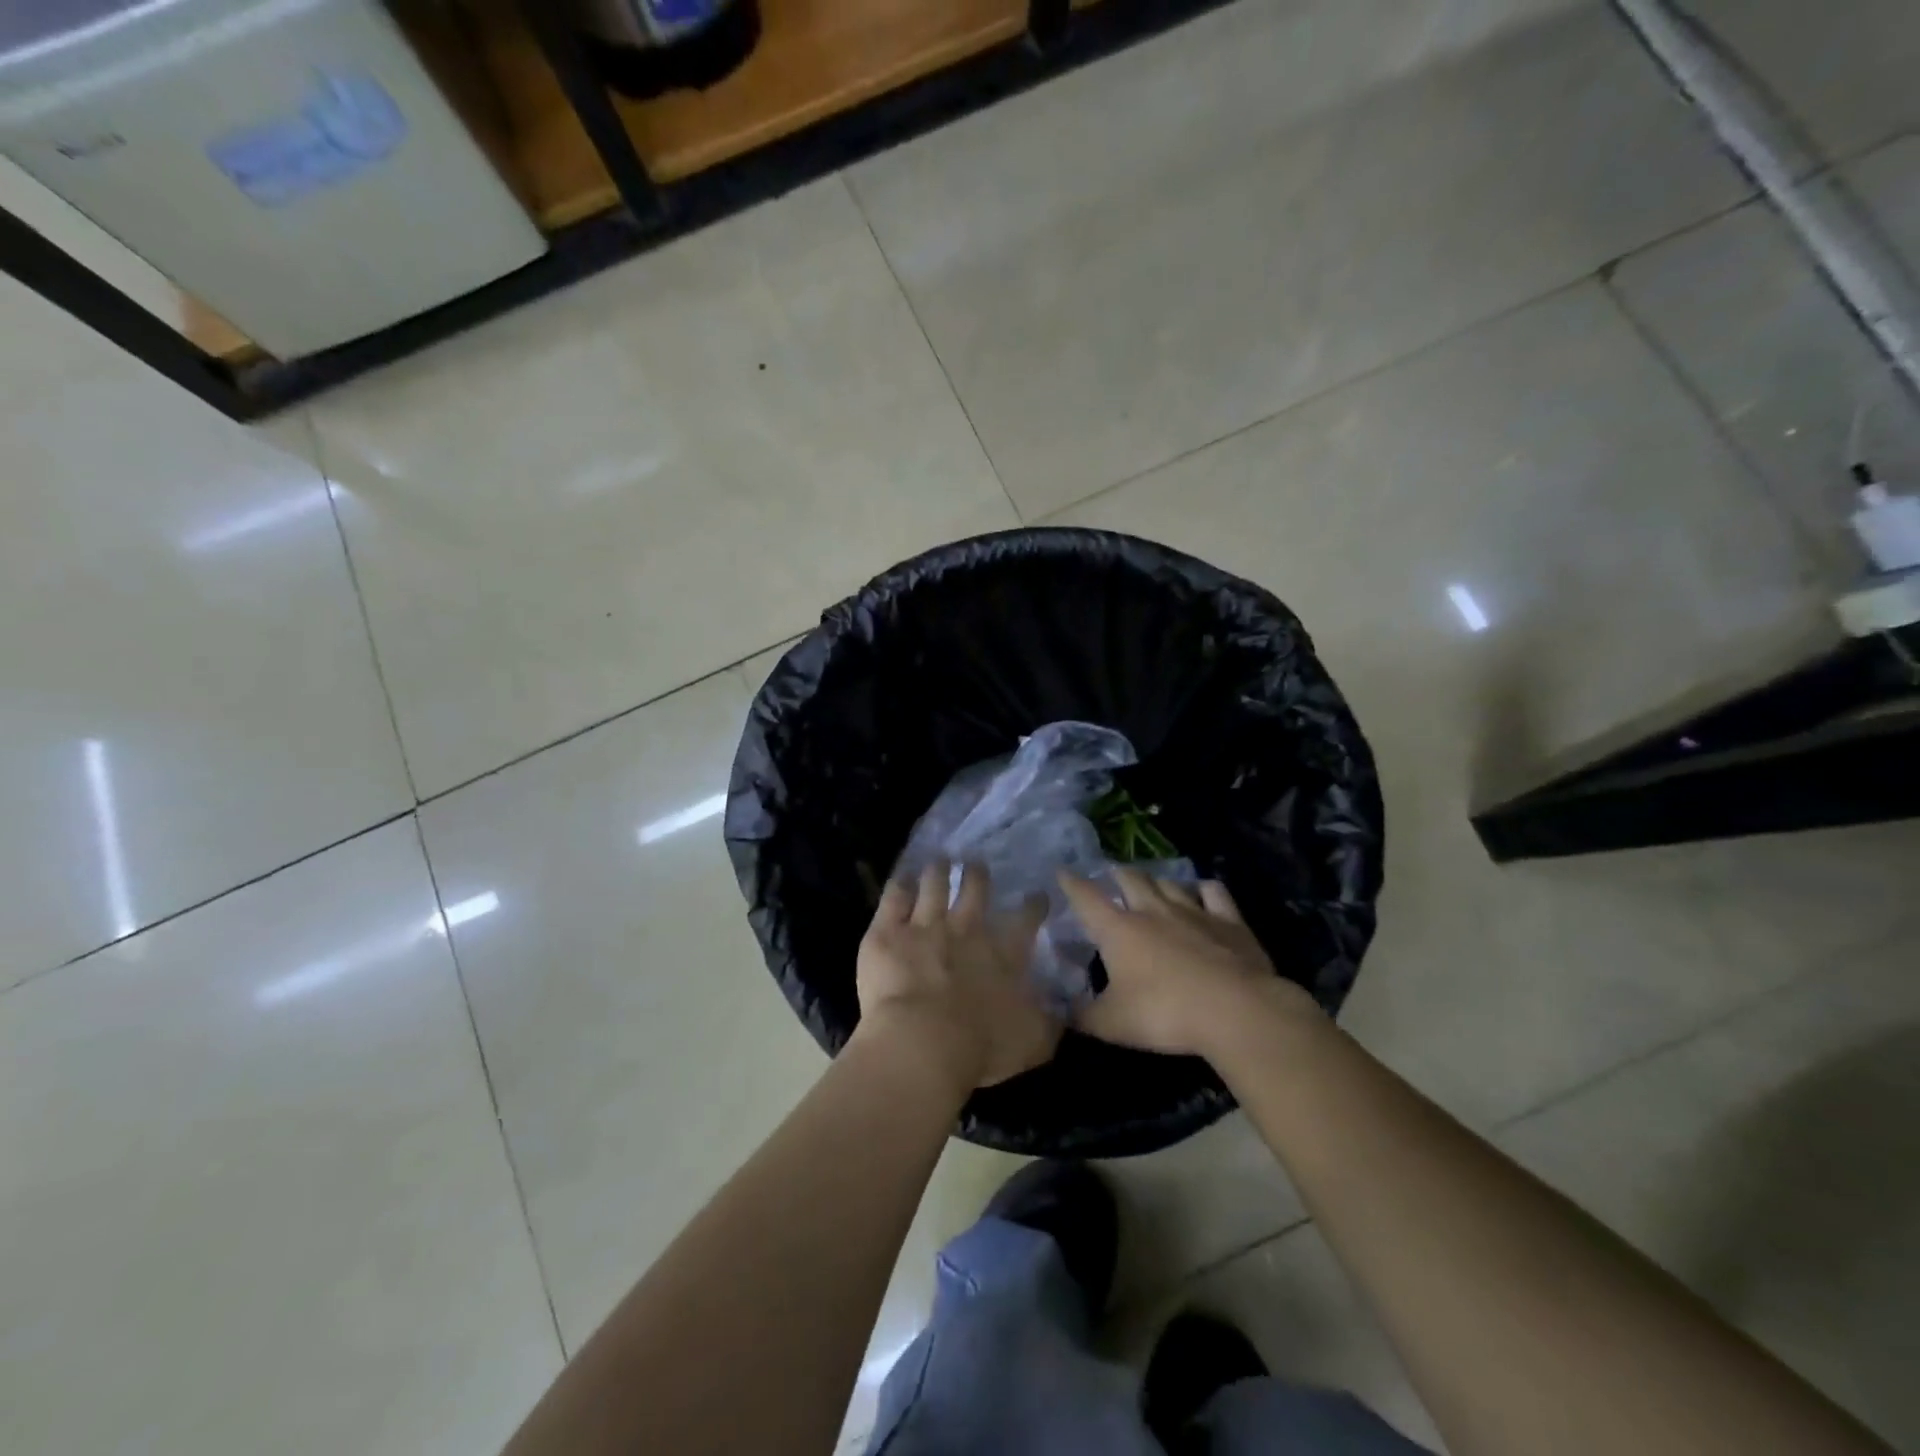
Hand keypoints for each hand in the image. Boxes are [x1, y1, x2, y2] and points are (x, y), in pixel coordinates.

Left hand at [855, 861, 1061, 1092]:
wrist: (922, 1042)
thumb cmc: (981, 1048)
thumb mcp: (1032, 1043)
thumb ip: (1049, 1026)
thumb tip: (1065, 1014)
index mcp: (1003, 957)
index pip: (1024, 923)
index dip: (1032, 906)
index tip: (1037, 895)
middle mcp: (966, 930)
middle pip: (974, 890)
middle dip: (977, 874)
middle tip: (976, 864)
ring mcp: (925, 925)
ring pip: (934, 884)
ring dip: (938, 870)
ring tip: (939, 860)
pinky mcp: (888, 930)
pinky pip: (894, 896)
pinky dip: (900, 884)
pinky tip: (902, 877)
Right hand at [1059, 866, 1318, 1058]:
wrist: (1236, 1010)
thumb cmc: (1164, 1013)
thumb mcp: (1112, 1024)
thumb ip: (1082, 1015)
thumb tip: (1060, 1009)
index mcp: (1118, 929)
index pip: (1086, 897)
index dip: (1071, 882)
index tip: (1062, 871)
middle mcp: (1152, 910)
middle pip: (1129, 878)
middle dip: (1116, 874)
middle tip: (1110, 876)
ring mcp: (1193, 911)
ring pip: (1168, 882)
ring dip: (1156, 880)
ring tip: (1151, 883)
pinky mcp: (1228, 921)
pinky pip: (1213, 892)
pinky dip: (1204, 889)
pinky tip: (1202, 892)